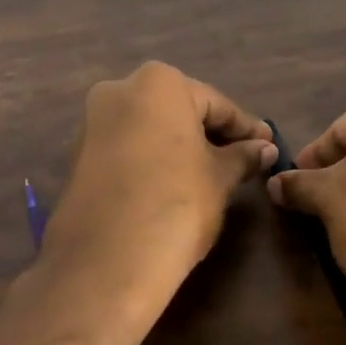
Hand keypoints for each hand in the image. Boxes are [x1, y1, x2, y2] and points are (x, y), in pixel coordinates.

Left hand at [18, 62, 276, 344]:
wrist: (106, 261)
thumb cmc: (176, 203)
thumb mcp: (219, 178)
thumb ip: (242, 157)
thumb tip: (264, 148)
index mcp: (158, 83)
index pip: (215, 104)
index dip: (245, 129)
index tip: (267, 146)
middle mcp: (119, 91)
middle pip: (178, 111)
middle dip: (210, 135)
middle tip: (242, 162)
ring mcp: (92, 123)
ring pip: (149, 130)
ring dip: (179, 148)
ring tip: (211, 177)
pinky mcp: (77, 156)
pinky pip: (126, 150)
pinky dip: (151, 161)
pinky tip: (171, 187)